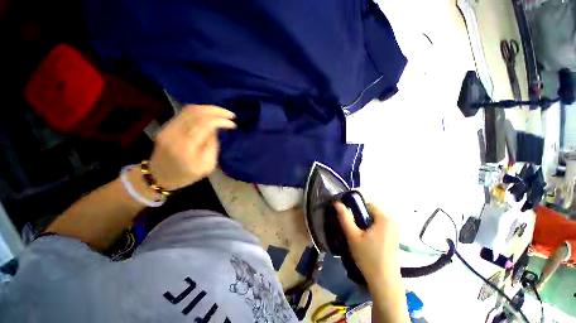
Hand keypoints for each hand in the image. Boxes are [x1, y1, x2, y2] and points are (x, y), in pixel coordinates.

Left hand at [149, 105, 235, 189]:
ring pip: (189, 109)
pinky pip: (184, 113)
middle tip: (230, 114)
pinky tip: (210, 115)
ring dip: (209, 109)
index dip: (221, 120)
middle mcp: (174, 134)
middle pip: (196, 112)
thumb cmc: (187, 174)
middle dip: (216, 111)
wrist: (160, 176)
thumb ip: (212, 145)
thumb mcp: (207, 165)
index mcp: (186, 147)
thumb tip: (216, 128)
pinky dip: (200, 111)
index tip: (233, 124)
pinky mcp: (166, 126)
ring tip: (222, 113)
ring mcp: (167, 128)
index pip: (204, 124)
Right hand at [335, 201, 400, 284]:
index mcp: (384, 217)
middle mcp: (392, 221)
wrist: (385, 282)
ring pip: (374, 220)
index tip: (348, 219)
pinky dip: (371, 230)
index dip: (355, 209)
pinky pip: (379, 227)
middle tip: (352, 230)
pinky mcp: (394, 238)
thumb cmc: (368, 257)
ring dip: (364, 224)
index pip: (366, 204)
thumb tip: (336, 202)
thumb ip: (344, 217)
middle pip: (370, 212)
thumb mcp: (352, 236)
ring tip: (358, 237)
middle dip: (359, 218)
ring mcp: (395, 230)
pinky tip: (366, 242)